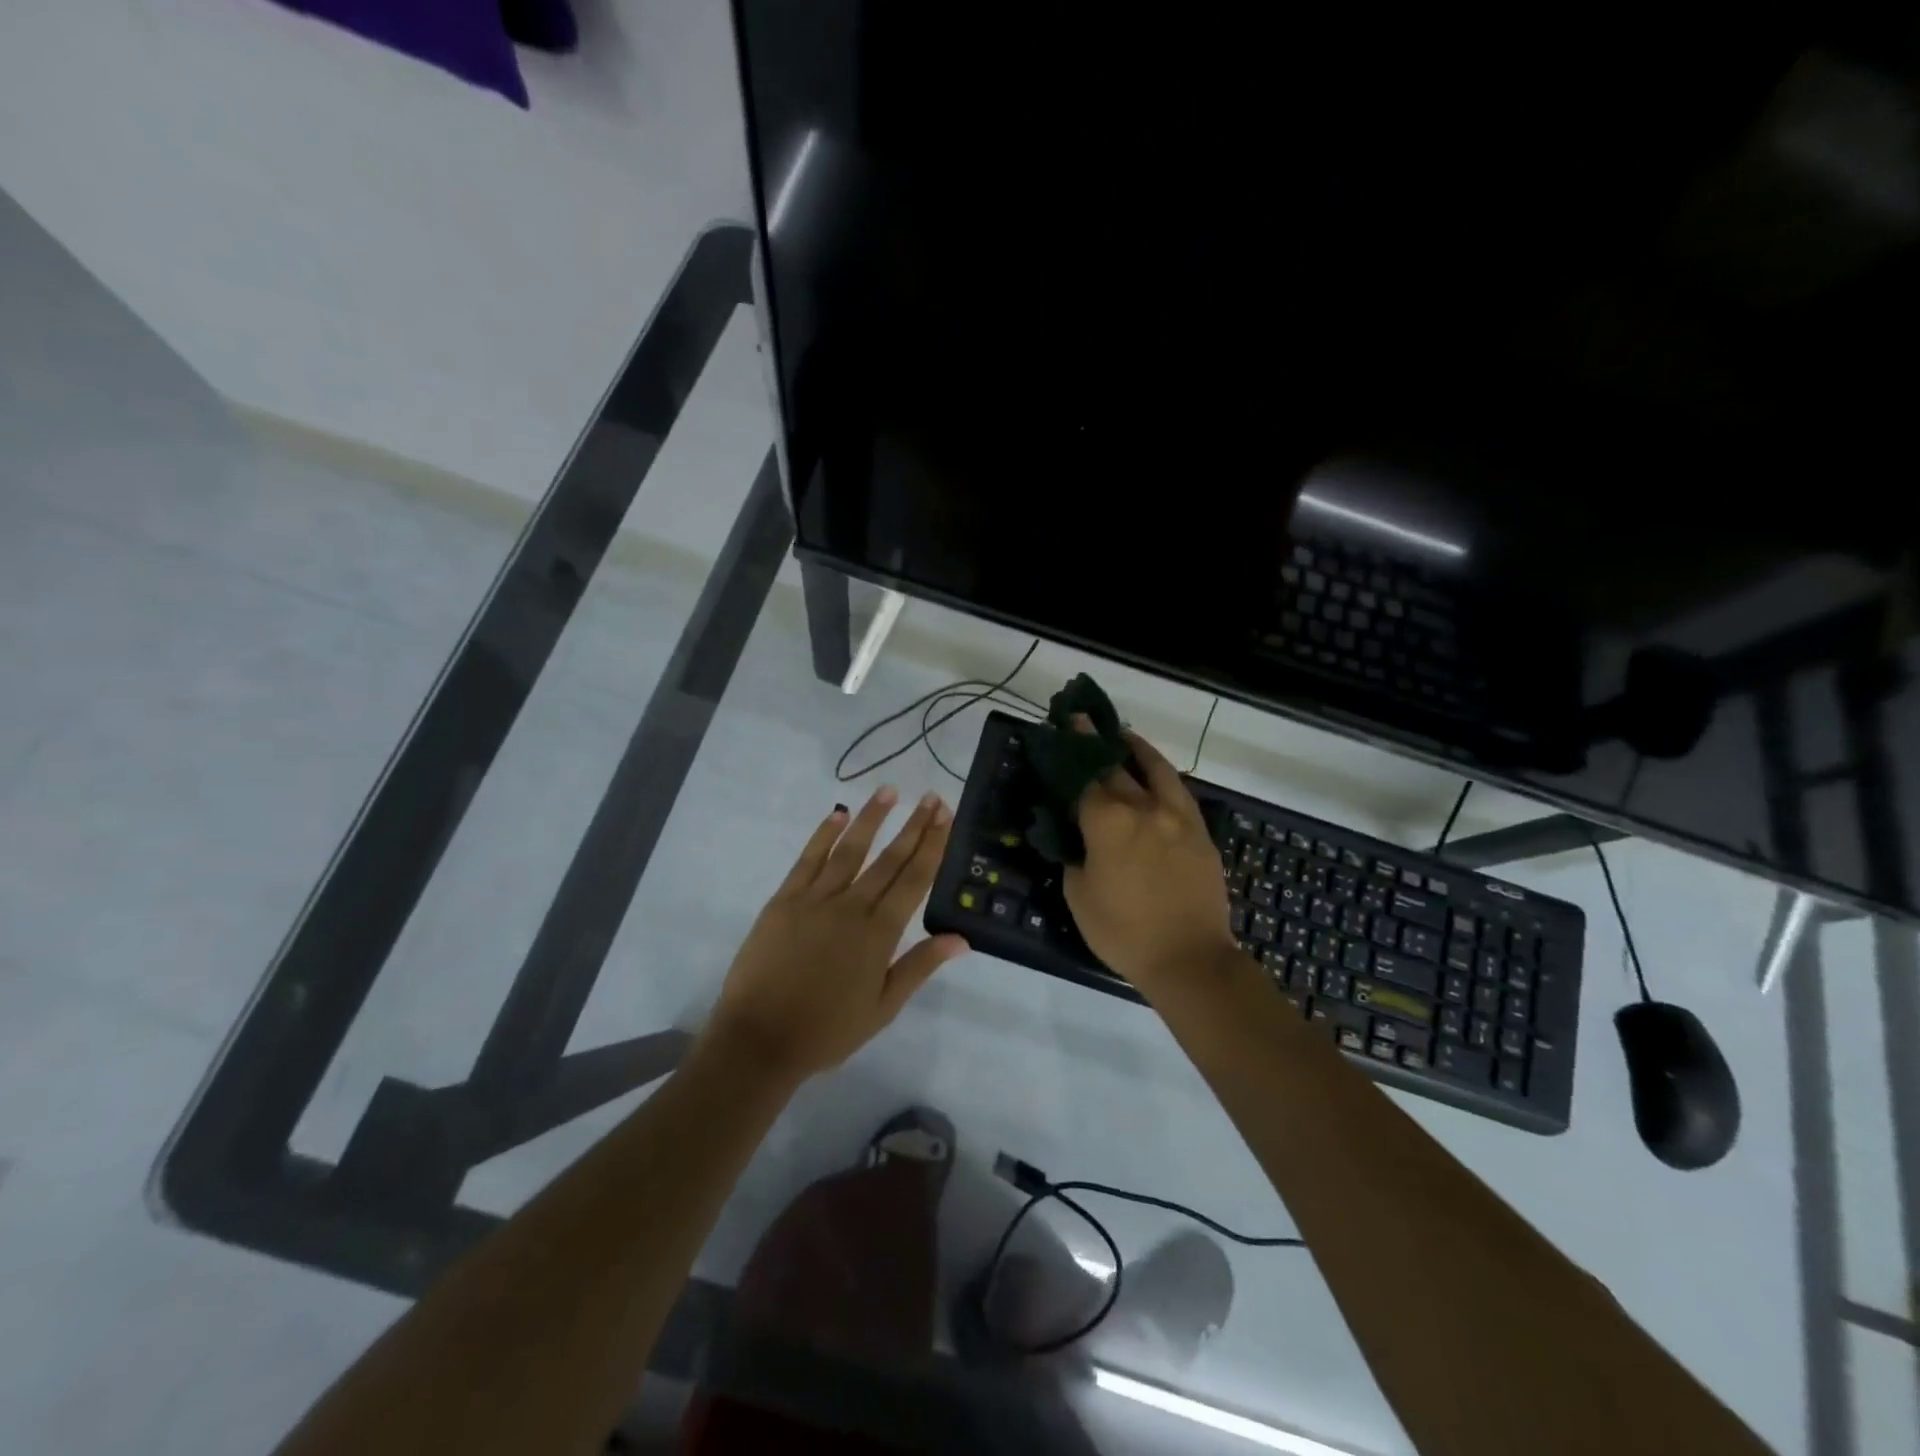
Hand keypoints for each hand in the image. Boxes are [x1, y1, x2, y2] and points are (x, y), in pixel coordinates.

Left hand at [705, 786, 968, 1084]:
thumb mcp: (883, 1007)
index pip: (914, 879)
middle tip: (932, 797)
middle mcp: (852, 906)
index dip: (932, 845)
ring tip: (889, 791)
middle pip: (889, 858)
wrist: (760, 1039)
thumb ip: (920, 966)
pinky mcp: (784, 900)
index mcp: (879, 933)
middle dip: (914, 825)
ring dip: (871, 818)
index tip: (945, 816)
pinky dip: (823, 835)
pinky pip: (808, 859)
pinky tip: (837, 814)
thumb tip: (961, 938)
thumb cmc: (827, 1030)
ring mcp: (815, 899)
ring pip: (850, 849)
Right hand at [1063, 724, 1237, 995]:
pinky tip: (1155, 776)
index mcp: (1108, 821)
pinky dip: (1162, 775)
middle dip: (1096, 743)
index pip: (1083, 776)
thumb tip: (1075, 835)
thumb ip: (1073, 855)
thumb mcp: (1078, 895)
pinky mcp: (1199, 831)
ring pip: (1156, 769)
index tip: (1063, 726)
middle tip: (1084, 724)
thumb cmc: (1123, 931)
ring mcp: (1177, 816)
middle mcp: (1143, 807)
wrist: (1189, 957)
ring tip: (1123, 737)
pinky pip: (1178, 791)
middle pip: (1116, 766)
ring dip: (1137, 749)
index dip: (1070, 752)